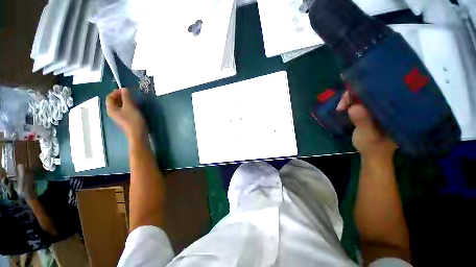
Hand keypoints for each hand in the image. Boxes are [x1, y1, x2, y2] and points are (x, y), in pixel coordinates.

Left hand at [106, 88, 146, 141]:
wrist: (138, 133)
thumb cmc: (133, 120)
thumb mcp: (130, 106)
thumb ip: (127, 97)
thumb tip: (124, 89)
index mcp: (111, 109)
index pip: (110, 97)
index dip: (116, 92)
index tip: (126, 90)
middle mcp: (113, 112)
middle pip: (114, 101)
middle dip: (121, 96)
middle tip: (130, 94)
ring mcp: (119, 116)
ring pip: (120, 105)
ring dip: (126, 101)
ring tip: (134, 100)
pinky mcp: (125, 119)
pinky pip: (124, 110)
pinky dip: (128, 106)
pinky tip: (135, 107)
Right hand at [337, 91, 395, 158]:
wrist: (372, 155)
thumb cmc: (373, 146)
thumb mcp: (368, 135)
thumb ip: (363, 121)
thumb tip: (353, 106)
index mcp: (391, 109)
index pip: (379, 92)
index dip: (363, 91)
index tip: (348, 98)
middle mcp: (385, 106)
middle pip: (369, 92)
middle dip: (352, 96)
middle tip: (341, 106)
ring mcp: (376, 109)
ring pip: (362, 97)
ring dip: (348, 100)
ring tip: (340, 108)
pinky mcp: (369, 113)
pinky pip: (358, 103)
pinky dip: (349, 103)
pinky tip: (343, 108)